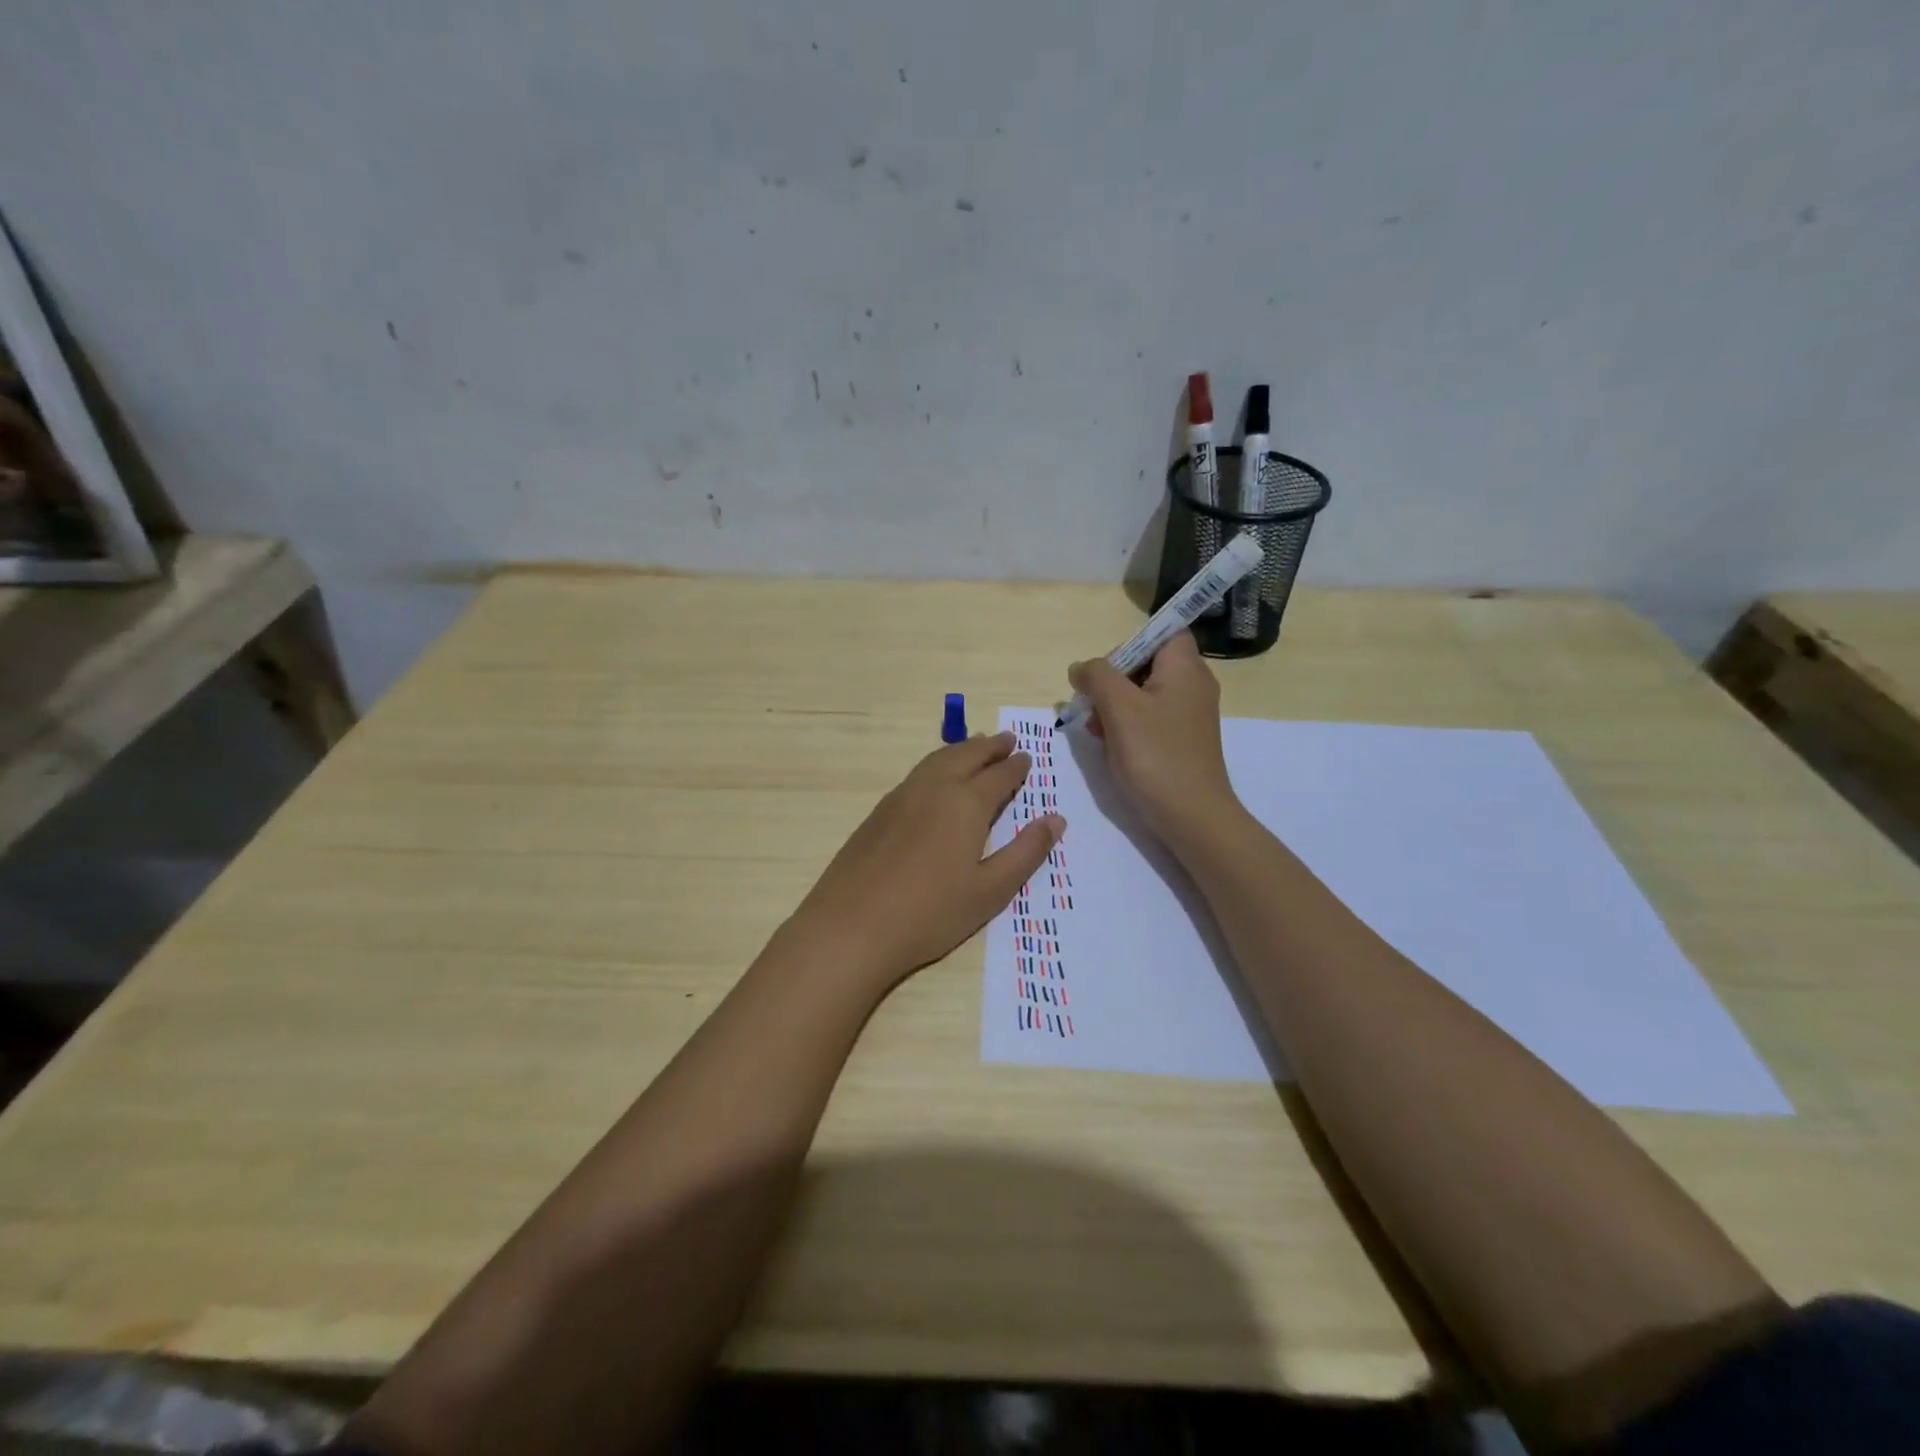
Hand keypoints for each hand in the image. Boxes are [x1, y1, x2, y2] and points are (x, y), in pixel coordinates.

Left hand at [784, 732, 1064, 990]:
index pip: (998, 775)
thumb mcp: (990, 891)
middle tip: (1007, 739)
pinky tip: (937, 778)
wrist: (851, 926)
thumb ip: (1026, 853)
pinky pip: (917, 774)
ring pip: (937, 760)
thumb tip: (1056, 819)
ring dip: (962, 750)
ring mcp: (901, 797)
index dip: (1016, 766)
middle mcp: (934, 788)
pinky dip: (937, 764)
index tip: (1028, 758)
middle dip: (989, 747)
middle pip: (966, 756)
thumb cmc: (930, 913)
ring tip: (976, 747)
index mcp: (966, 803)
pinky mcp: (878, 812)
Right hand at [1068, 632, 1240, 842]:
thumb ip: (1096, 677)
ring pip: (1144, 692)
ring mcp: (1189, 714)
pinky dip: (1128, 725)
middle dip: (1113, 679)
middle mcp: (1193, 684)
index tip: (1106, 670)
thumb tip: (1081, 668)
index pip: (1162, 631)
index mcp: (1185, 667)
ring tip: (1097, 730)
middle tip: (1093, 704)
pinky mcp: (1183, 739)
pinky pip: (1150, 717)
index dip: (1130, 643)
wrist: (1192, 816)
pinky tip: (1111, 746)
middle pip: (1147, 662)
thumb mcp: (1119, 708)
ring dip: (1115, 705)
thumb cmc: (1156, 755)